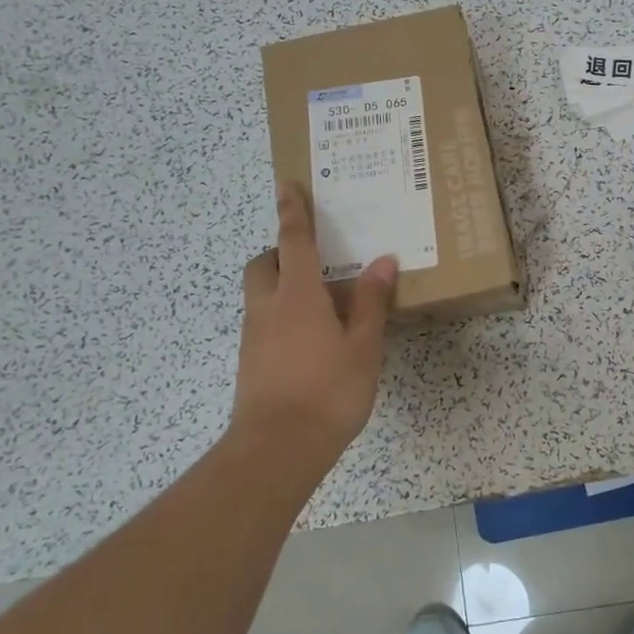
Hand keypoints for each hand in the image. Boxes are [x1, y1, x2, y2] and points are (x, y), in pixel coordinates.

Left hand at [231, 182, 397, 469]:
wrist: (276, 449)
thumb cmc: (327, 392)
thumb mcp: (362, 346)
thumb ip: (370, 302)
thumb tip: (383, 261)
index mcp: (298, 295)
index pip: (294, 241)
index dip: (292, 211)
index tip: (285, 184)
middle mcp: (269, 307)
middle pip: (264, 263)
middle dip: (281, 250)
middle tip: (312, 258)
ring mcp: (254, 335)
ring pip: (261, 293)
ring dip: (282, 283)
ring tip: (320, 300)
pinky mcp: (250, 361)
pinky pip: (263, 320)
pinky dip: (281, 313)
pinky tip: (309, 337)